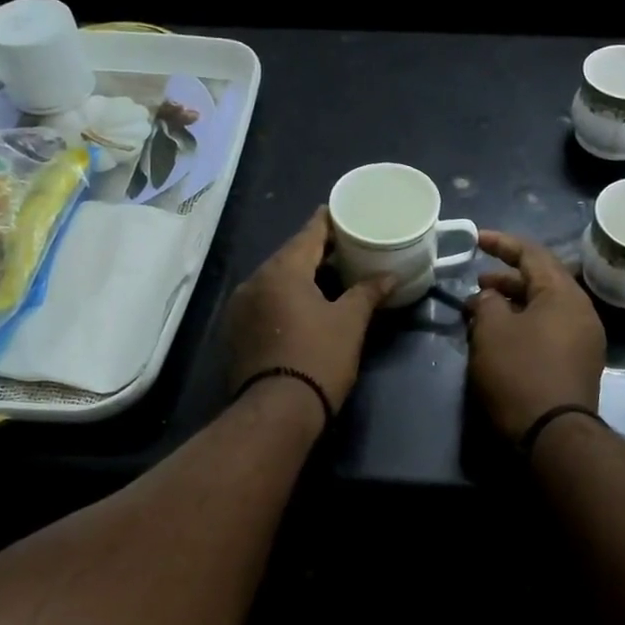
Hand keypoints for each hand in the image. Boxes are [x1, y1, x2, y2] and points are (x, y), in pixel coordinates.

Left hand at [225, 208, 394, 414]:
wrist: (276, 412)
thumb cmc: (318, 359)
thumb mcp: (349, 323)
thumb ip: (367, 292)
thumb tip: (389, 276)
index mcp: (282, 270)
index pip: (308, 233)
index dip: (328, 221)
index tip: (344, 213)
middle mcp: (254, 280)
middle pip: (289, 255)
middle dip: (316, 251)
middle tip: (345, 248)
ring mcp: (240, 307)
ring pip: (275, 279)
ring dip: (300, 275)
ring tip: (328, 277)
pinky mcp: (236, 331)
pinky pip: (264, 301)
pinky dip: (284, 297)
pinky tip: (303, 306)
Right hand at [465, 230, 606, 440]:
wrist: (553, 435)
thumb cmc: (520, 373)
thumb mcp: (492, 330)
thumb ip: (488, 303)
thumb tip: (491, 298)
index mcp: (564, 294)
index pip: (532, 254)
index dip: (502, 243)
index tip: (476, 238)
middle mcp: (581, 311)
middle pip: (541, 281)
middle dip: (505, 279)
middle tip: (476, 285)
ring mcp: (583, 339)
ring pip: (544, 308)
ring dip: (512, 305)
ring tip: (481, 314)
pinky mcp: (578, 364)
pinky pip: (549, 330)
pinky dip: (523, 325)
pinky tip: (500, 338)